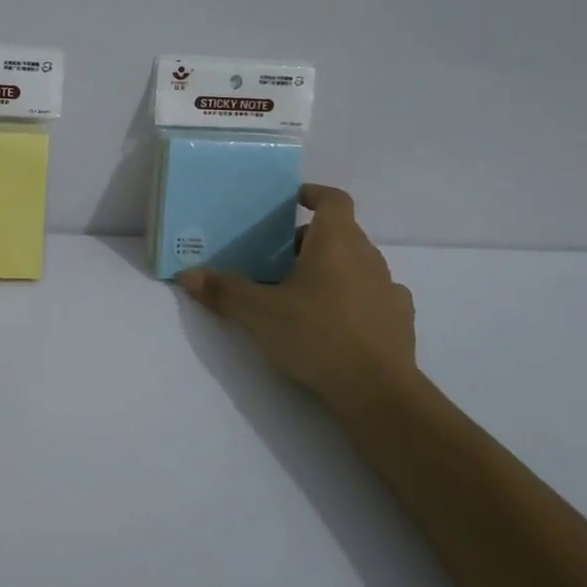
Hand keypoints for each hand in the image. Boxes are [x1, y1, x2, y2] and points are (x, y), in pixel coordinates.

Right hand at [179, 184, 415, 415]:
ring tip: (303, 293)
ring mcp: (388, 287)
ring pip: (357, 263)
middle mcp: (367, 255)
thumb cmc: (316, 336)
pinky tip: (339, 319)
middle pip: (340, 232)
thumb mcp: (259, 314)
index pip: (333, 199)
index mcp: (336, 241)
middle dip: (310, 240)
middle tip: (279, 259)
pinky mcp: (399, 318)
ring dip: (333, 268)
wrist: (378, 392)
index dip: (313, 194)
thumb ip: (224, 291)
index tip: (292, 201)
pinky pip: (374, 294)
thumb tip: (187, 274)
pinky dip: (355, 297)